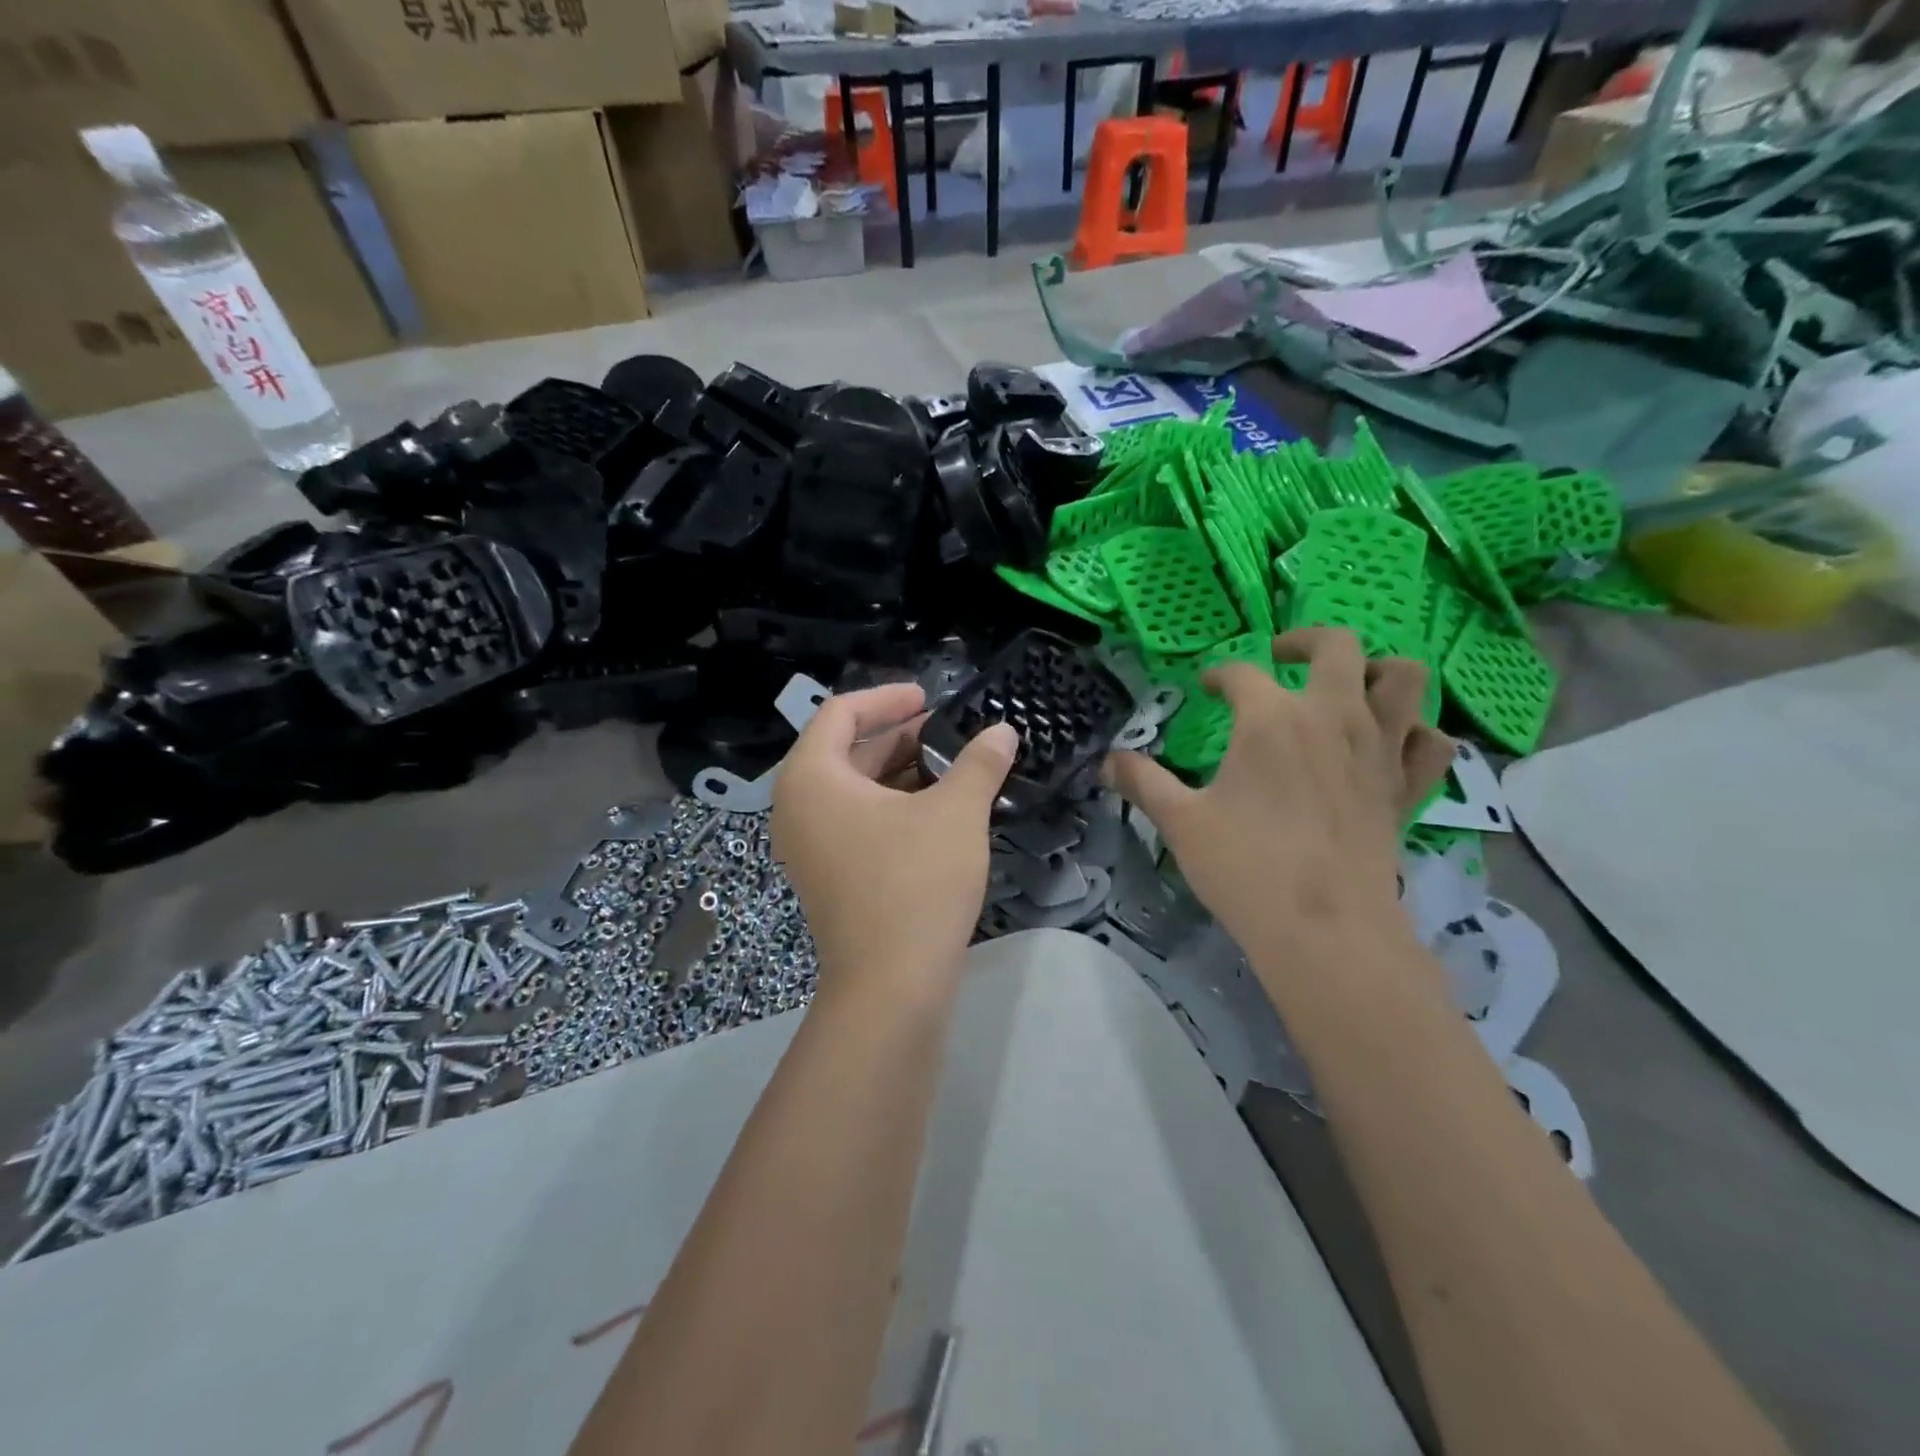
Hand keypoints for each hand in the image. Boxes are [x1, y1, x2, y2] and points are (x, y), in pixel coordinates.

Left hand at [772, 683, 1017, 1005]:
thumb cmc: (916, 883)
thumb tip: (1003, 731)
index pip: (840, 713)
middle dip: (900, 737)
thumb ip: (978, 763)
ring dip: (901, 772)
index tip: (930, 697)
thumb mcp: (955, 812)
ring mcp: (809, 845)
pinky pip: (856, 821)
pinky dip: (893, 806)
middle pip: (846, 750)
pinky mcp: (827, 874)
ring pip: (854, 789)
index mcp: (811, 778)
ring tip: (954, 768)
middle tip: (951, 733)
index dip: (888, 698)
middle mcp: (797, 806)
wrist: (891, 986)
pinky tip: (939, 810)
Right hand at [1107, 628, 1453, 963]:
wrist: (1324, 930)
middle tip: (1283, 656)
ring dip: (1375, 671)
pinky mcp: (1407, 788)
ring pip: (1403, 678)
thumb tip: (1107, 760)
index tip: (1207, 687)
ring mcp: (1380, 749)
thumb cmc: (1244, 867)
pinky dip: (1416, 732)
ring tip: (1347, 686)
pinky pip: (1432, 742)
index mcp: (1272, 719)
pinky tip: (1392, 744)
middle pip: (1336, 645)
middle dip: (1306, 640)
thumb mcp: (1180, 821)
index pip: (1243, 674)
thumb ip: (1143, 781)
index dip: (1220, 675)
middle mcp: (1333, 717)